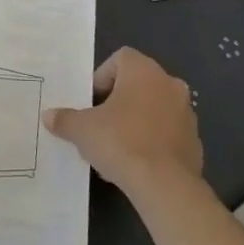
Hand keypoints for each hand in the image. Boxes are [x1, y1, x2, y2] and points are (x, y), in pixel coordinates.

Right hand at [43, 48, 201, 196]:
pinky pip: (167, 132)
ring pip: (154, 108)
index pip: (120, 58)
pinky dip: (153, 140)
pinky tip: (137, 162)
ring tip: (116, 147)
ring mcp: (186, 112)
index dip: (102, 77)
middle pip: (137, 83)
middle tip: (100, 124)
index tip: (91, 102)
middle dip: (118, 101)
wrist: (165, 186)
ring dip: (136, 120)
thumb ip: (65, 119)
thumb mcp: (82, 130)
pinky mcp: (195, 140)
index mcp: (144, 71)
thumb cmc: (121, 142)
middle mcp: (169, 84)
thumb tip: (48, 116)